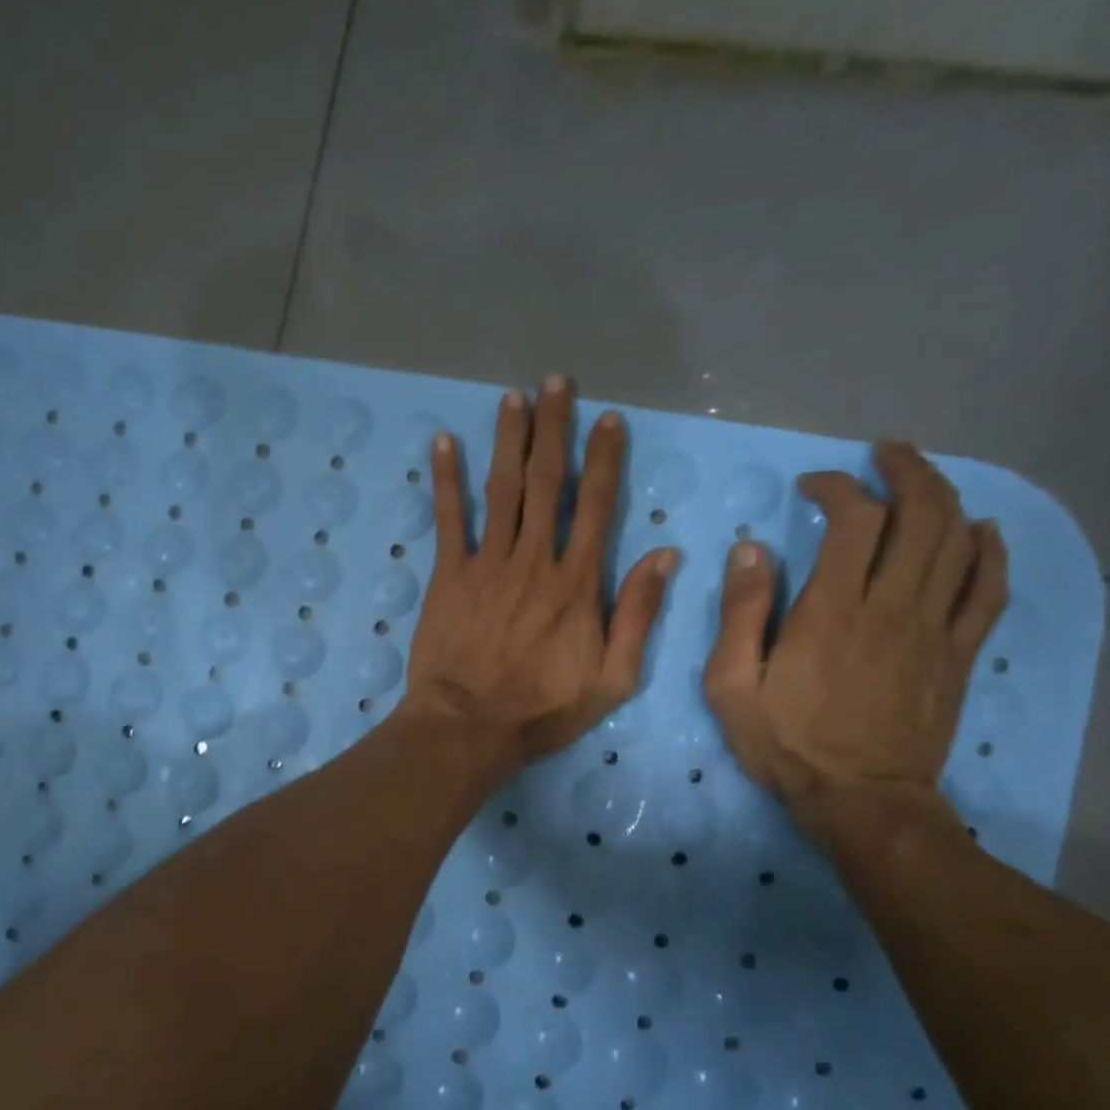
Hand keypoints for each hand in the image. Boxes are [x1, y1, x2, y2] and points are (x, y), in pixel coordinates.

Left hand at [399, 376, 678, 781]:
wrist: (469, 727)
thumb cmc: (542, 710)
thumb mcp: (612, 678)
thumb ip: (638, 615)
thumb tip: (665, 555)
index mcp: (577, 583)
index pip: (596, 506)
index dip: (604, 459)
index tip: (608, 419)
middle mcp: (535, 560)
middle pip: (547, 482)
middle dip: (554, 429)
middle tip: (556, 382)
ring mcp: (488, 564)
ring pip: (502, 489)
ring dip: (509, 439)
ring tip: (514, 397)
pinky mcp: (449, 575)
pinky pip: (449, 518)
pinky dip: (447, 479)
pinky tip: (444, 443)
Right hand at [703, 442, 1008, 837]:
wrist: (860, 801)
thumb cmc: (786, 744)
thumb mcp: (731, 686)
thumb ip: (741, 614)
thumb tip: (750, 549)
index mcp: (832, 611)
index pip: (853, 520)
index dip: (837, 487)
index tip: (811, 486)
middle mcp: (892, 607)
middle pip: (921, 516)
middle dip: (906, 471)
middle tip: (883, 454)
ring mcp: (934, 629)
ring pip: (959, 543)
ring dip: (946, 497)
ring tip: (923, 476)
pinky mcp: (958, 655)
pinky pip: (989, 590)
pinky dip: (991, 552)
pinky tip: (983, 530)